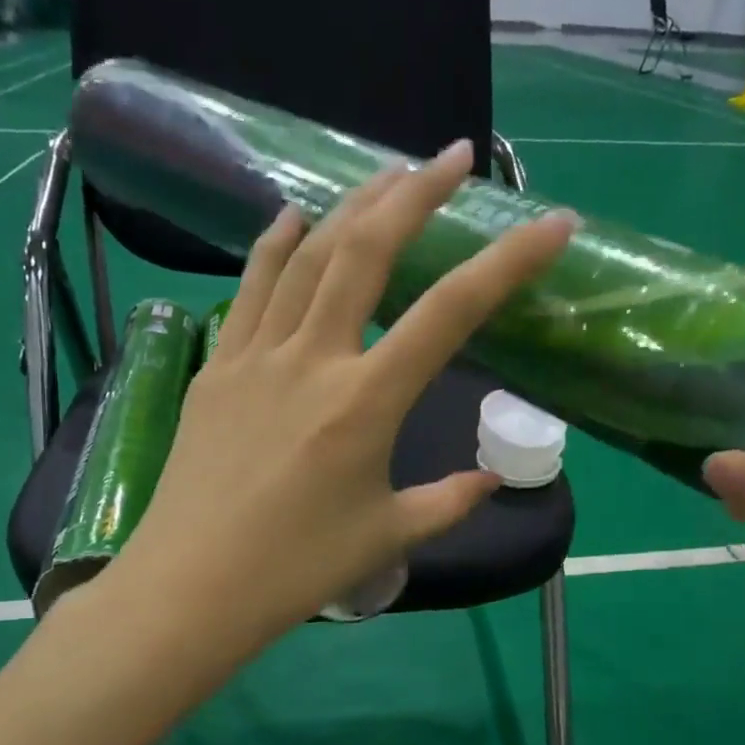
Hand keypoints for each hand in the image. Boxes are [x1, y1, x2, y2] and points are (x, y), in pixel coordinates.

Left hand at [104, 139, 576, 656]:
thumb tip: (491, 480)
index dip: (508, 263)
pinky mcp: (216, 366)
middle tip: (455, 156)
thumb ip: (449, 501)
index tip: (552, 225)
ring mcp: (256, 355)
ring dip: (352, 205)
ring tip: (388, 173)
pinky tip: (295, 216)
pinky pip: (249, 288)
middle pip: (368, 251)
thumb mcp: (388, 536)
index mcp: (365, 402)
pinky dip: (276, 244)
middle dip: (417, 193)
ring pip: (307, 255)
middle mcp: (313, 359)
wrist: (192, 588)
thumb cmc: (296, 569)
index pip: (450, 314)